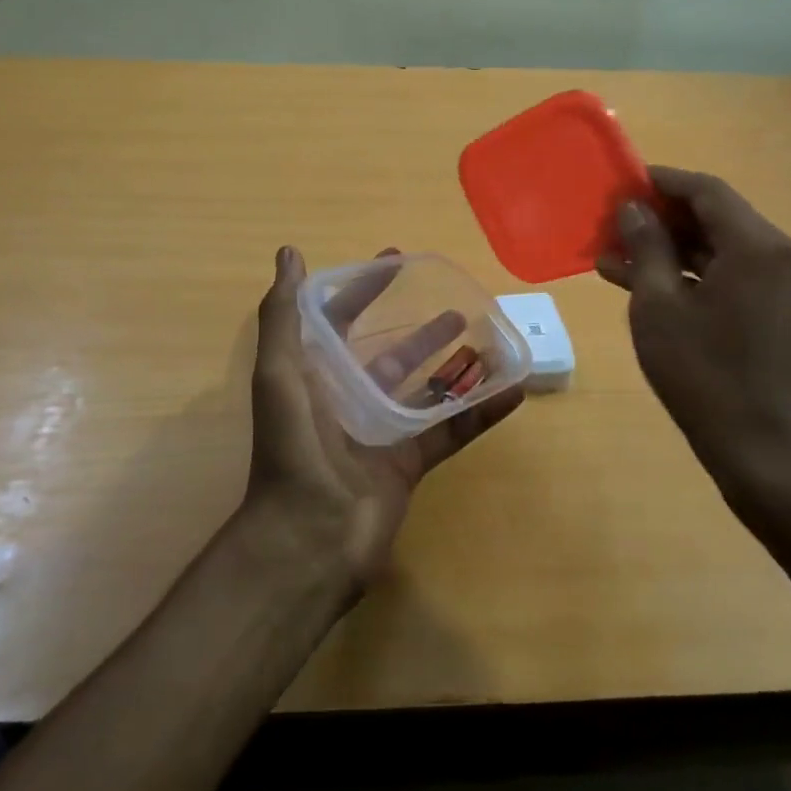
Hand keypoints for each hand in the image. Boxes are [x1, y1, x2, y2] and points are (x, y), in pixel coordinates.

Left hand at [245, 245, 524, 592]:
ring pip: (425, 389)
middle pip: (389, 353)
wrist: (310, 537)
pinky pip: (452, 430)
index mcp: (315, 375)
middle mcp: (348, 399)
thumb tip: (289, 253)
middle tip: (456, 304)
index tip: (396, 261)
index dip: (363, 290)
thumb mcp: (278, 371)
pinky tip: (513, 389)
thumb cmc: (293, 446)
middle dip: (418, 328)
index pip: (340, 321)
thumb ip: (282, 314)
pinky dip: (481, 411)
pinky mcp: (410, 463)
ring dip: (454, 365)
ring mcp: (381, 432)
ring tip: (487, 339)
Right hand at [596, 167, 790, 514]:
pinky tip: (652, 289)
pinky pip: (737, 280)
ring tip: (617, 260)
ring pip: (724, 252)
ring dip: (674, 252)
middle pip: (718, 219)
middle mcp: (786, 256)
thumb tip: (634, 208)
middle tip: (613, 227)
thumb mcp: (658, 306)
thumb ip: (647, 246)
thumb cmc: (703, 374)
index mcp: (759, 245)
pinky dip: (697, 278)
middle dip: (662, 221)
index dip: (661, 182)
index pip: (707, 190)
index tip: (622, 184)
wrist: (764, 452)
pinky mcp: (789, 315)